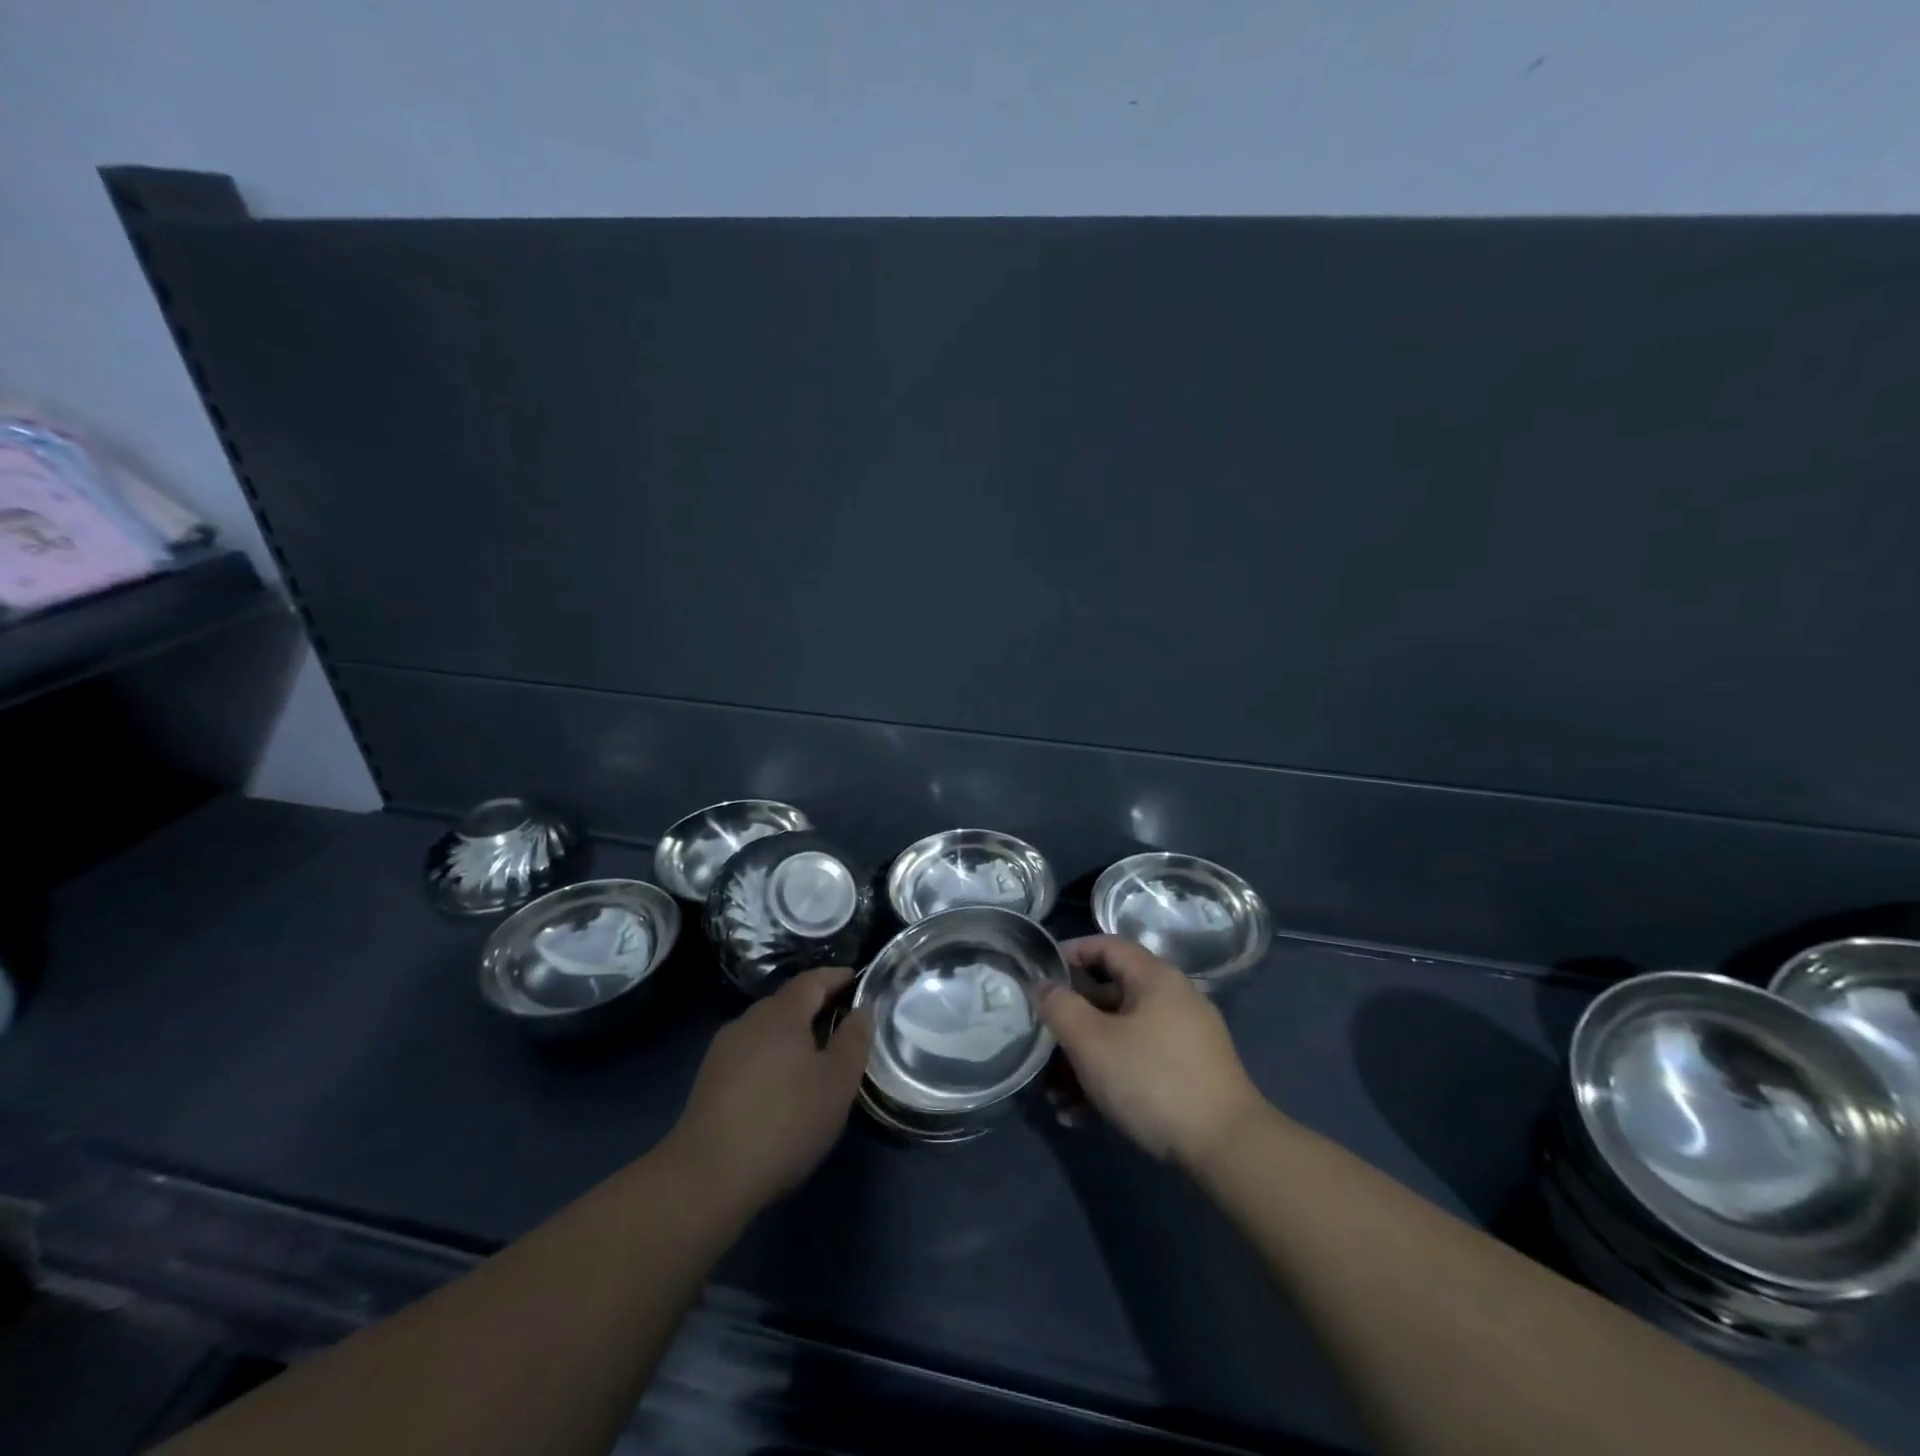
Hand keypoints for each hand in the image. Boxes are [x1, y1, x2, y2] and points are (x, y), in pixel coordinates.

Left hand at [663, 967, 873, 1208]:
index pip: (812, 980)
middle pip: (787, 1003)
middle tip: (842, 1021)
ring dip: (792, 1035)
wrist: (706, 1177)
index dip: (836, 977)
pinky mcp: (708, 1081)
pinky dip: (772, 1057)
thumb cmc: (784, 1121)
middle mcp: (748, 1021)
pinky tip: (781, 1085)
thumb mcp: (837, 1082)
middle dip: (814, 1006)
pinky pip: (750, 1054)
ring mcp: (723, 1050)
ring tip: (815, 1056)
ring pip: (766, 1030)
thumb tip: (862, 1009)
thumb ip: (854, 1040)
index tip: (856, 978)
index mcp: (781, 1014)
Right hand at [1040, 936, 1266, 1167]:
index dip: (1071, 952)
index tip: (1040, 973)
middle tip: (1041, 1045)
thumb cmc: (1152, 1079)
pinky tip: (1082, 1118)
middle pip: (1109, 996)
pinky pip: (1138, 1063)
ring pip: (1120, 1036)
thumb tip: (1043, 986)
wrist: (1227, 1147)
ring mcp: (1184, 1038)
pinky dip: (1109, 1080)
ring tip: (1055, 1099)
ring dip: (1084, 1063)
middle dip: (1070, 1024)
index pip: (1107, 945)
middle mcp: (1172, 999)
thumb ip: (1060, 1008)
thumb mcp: (1092, 1042)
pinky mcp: (1189, 1073)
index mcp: (1154, 978)